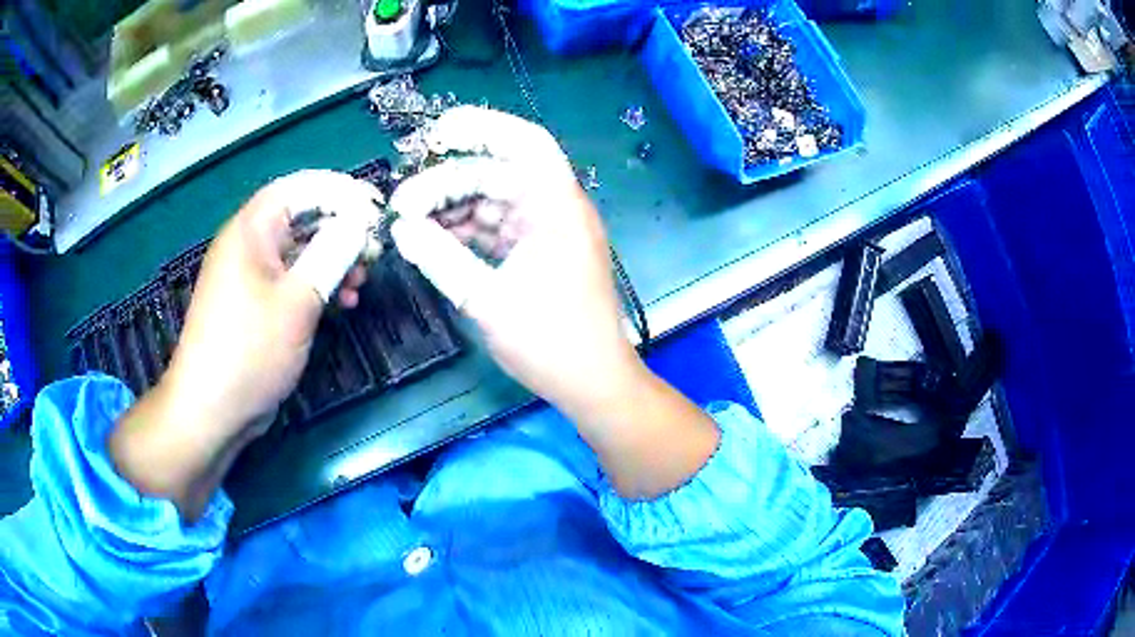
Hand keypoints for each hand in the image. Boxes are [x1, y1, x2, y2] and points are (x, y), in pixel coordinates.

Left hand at [111, 170, 380, 518]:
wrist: (210, 410)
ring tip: (361, 283)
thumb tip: (359, 221)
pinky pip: (290, 280)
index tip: (376, 209)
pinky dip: (317, 285)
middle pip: (301, 218)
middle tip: (374, 252)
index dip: (341, 191)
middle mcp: (248, 245)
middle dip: (341, 230)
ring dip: (333, 261)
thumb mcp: (297, 300)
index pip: (300, 188)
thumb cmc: (250, 350)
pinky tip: (340, 304)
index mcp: (250, 230)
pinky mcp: (254, 305)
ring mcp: (250, 277)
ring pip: (299, 251)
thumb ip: (331, 253)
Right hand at [390, 109, 718, 499]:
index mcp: (557, 207)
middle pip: (498, 174)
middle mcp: (556, 209)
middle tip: (403, 204)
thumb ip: (441, 258)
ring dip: (454, 209)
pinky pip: (500, 227)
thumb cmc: (551, 343)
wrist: (593, 384)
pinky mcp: (541, 253)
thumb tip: (401, 228)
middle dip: (449, 183)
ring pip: (495, 201)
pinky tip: (436, 240)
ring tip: (412, 224)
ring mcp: (549, 231)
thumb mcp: (487, 300)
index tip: (438, 132)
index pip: (525, 143)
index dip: (483, 127)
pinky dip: (469, 231)